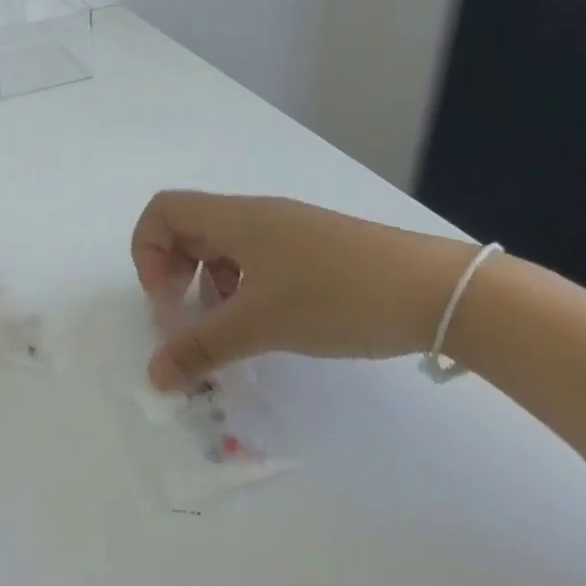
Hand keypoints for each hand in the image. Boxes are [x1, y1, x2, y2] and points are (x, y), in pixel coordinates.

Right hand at [132, 191, 481, 389]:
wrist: (438, 291)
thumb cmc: (335, 296)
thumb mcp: (260, 325)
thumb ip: (201, 348)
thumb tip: (154, 375)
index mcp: (235, 219)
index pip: (163, 210)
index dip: (147, 249)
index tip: (165, 297)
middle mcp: (256, 216)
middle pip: (190, 228)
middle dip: (175, 272)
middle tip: (187, 317)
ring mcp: (289, 231)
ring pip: (225, 247)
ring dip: (209, 283)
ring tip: (228, 327)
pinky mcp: (315, 251)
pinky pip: (258, 260)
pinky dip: (243, 287)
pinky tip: (266, 323)